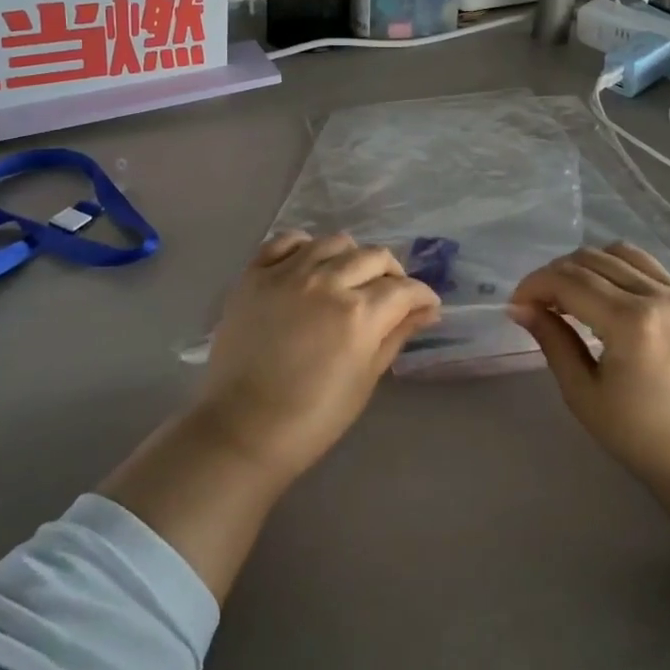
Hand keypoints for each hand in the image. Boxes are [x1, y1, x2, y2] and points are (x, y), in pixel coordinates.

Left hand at [194, 231, 441, 485]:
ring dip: (351, 257)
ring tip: (349, 278)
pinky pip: (286, 241)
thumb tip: (427, 311)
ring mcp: (287, 274)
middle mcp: (326, 282)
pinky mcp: (255, 275)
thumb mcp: (365, 378)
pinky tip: (309, 264)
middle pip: (373, 257)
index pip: (404, 289)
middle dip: (392, 274)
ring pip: (334, 242)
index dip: (422, 295)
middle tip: (390, 295)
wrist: (242, 429)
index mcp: (359, 314)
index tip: (426, 305)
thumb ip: (396, 335)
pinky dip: (305, 246)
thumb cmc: (313, 417)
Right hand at [510, 244, 669, 581]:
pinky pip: (647, 267)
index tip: (516, 305)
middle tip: (537, 303)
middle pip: (591, 260)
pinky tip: (606, 296)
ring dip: (586, 266)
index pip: (568, 281)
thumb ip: (552, 341)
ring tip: (571, 295)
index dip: (534, 285)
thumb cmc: (642, 438)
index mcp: (630, 322)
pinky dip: (618, 270)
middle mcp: (658, 296)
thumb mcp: (584, 394)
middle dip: (555, 275)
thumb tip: (520, 308)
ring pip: (620, 254)